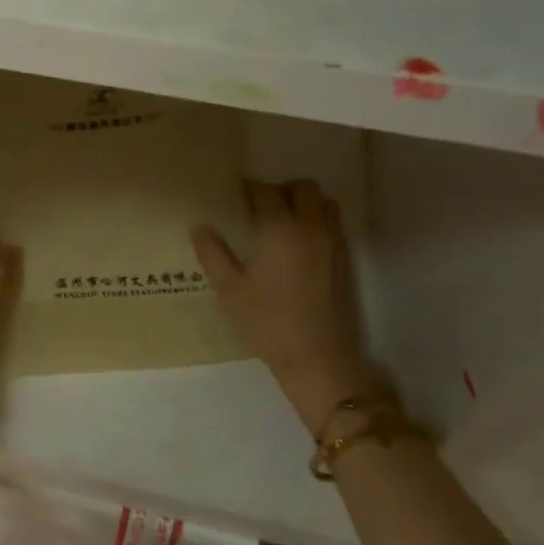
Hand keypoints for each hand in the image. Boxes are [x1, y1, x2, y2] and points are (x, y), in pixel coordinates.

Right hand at [191, 180, 371, 437]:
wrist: (317, 357)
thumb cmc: (266, 322)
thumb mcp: (229, 289)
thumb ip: (212, 253)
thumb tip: (200, 226)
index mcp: (278, 229)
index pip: (265, 191)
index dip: (248, 189)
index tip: (234, 197)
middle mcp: (309, 227)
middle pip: (301, 187)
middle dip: (280, 190)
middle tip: (259, 208)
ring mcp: (332, 242)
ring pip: (323, 202)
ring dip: (303, 202)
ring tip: (282, 222)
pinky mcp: (344, 258)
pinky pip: (334, 222)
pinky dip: (317, 219)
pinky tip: (298, 244)